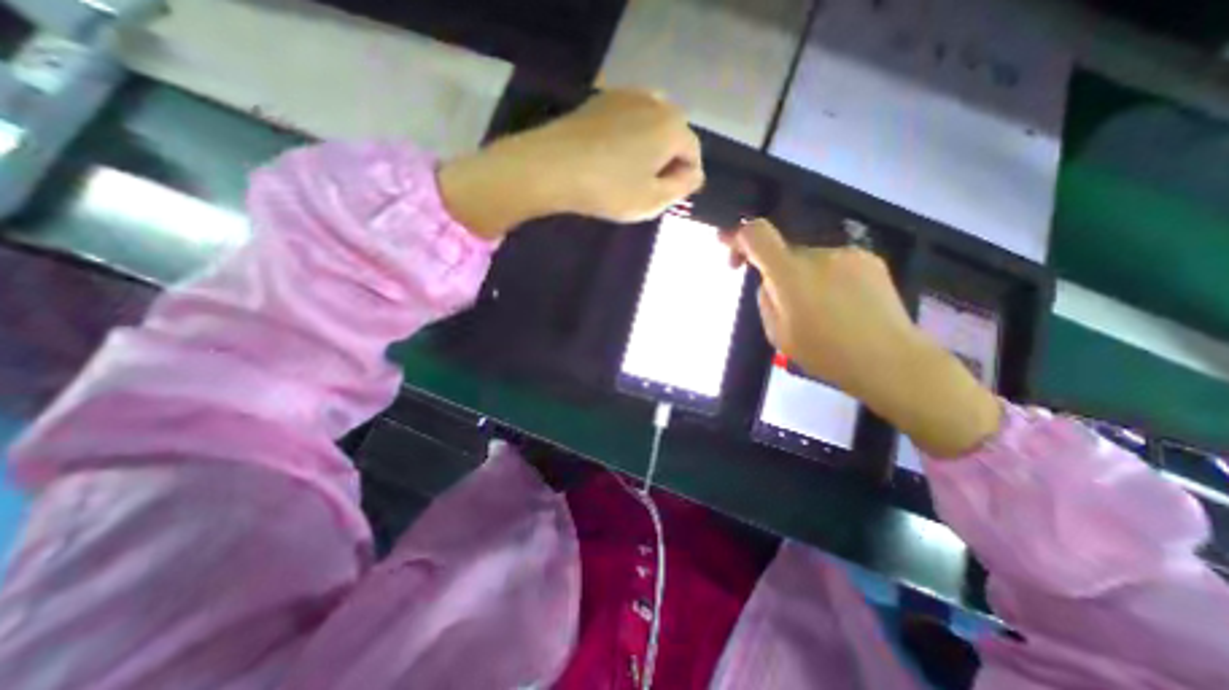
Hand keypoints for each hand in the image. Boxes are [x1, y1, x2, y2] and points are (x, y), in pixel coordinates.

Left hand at [437, 89, 701, 238]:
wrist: (552, 166)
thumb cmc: (609, 188)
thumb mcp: (653, 200)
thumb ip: (681, 188)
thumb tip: (693, 174)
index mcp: (673, 126)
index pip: (693, 154)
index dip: (684, 180)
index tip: (667, 198)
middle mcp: (655, 102)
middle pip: (673, 136)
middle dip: (667, 162)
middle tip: (647, 188)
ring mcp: (625, 96)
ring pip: (649, 127)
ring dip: (647, 150)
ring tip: (628, 175)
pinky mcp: (601, 101)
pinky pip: (627, 121)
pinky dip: (627, 140)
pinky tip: (610, 159)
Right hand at [724, 221, 1001, 458]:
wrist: (890, 360)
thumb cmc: (826, 353)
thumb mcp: (777, 334)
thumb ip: (766, 300)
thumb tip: (770, 282)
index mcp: (790, 274)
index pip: (757, 233)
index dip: (738, 237)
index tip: (734, 256)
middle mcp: (818, 253)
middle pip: (784, 251)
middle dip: (776, 271)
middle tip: (785, 305)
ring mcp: (847, 253)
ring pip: (810, 259)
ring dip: (804, 277)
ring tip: (820, 310)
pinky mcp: (870, 259)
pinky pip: (834, 263)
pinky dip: (828, 278)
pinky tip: (841, 305)